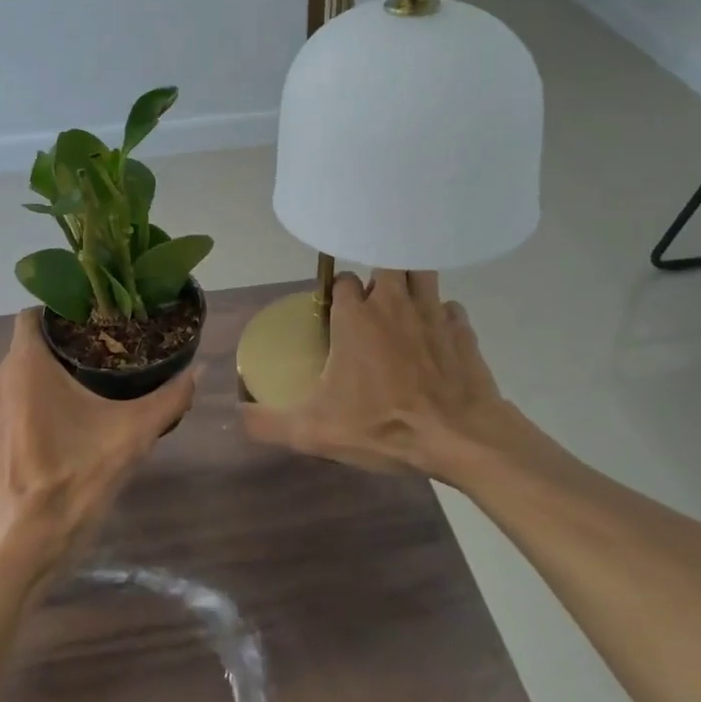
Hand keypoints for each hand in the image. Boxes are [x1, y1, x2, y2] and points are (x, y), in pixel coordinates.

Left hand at [0, 309, 198, 574]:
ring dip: (54, 373)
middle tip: (110, 350)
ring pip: (23, 373)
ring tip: (96, 382)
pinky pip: (14, 400)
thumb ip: (168, 399)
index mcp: (25, 366)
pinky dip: (38, 398)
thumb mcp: (131, 437)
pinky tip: (71, 420)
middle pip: (33, 343)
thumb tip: (199, 369)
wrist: (21, 550)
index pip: (37, 313)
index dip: (66, 309)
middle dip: (68, 343)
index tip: (100, 319)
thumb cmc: (73, 482)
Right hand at [241, 270, 525, 485]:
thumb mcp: (315, 432)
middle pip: (384, 263)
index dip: (338, 293)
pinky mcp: (464, 329)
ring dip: (411, 284)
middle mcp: (393, 302)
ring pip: (421, 273)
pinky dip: (442, 315)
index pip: (342, 280)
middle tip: (373, 306)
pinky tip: (436, 336)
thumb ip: (269, 422)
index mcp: (356, 317)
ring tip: (404, 308)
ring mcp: (433, 311)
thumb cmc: (384, 426)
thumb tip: (236, 416)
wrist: (460, 438)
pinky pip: (450, 308)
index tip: (337, 314)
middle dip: (377, 278)